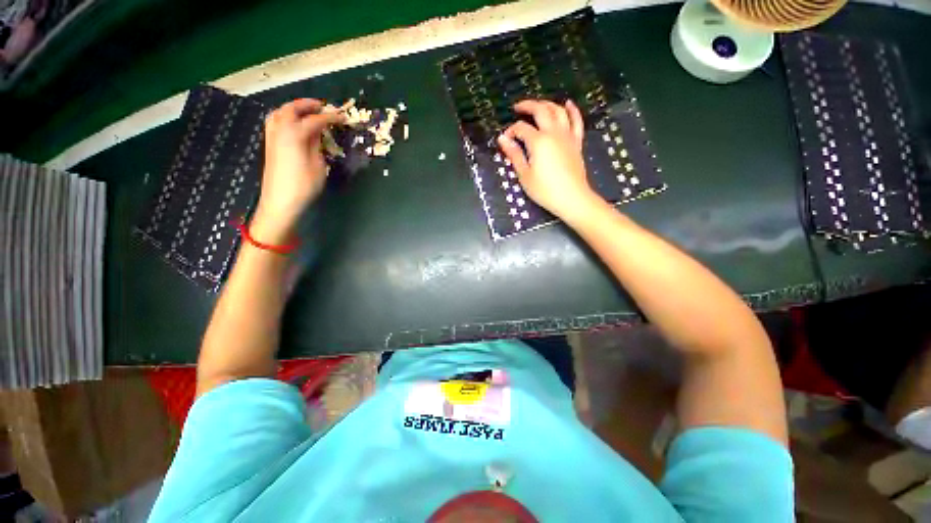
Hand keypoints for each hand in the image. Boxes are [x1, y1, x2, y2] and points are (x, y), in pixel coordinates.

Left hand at [251, 98, 344, 242]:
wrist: (280, 202)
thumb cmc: (304, 186)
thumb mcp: (318, 166)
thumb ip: (317, 145)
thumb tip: (318, 132)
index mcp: (294, 134)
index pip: (315, 120)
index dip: (330, 117)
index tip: (343, 117)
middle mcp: (280, 130)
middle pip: (292, 109)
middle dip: (308, 105)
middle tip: (323, 107)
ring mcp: (272, 136)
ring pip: (280, 113)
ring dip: (294, 108)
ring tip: (307, 112)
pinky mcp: (270, 145)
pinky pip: (275, 122)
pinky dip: (285, 117)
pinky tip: (294, 125)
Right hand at [497, 100, 599, 221]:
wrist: (572, 198)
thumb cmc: (545, 190)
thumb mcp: (524, 175)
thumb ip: (514, 155)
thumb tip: (502, 139)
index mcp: (538, 141)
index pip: (521, 128)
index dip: (511, 131)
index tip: (505, 140)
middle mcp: (553, 133)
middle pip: (541, 111)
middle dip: (527, 106)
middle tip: (517, 107)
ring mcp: (567, 136)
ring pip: (558, 111)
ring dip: (547, 104)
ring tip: (537, 105)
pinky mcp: (576, 142)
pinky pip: (576, 121)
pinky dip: (572, 110)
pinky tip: (568, 103)